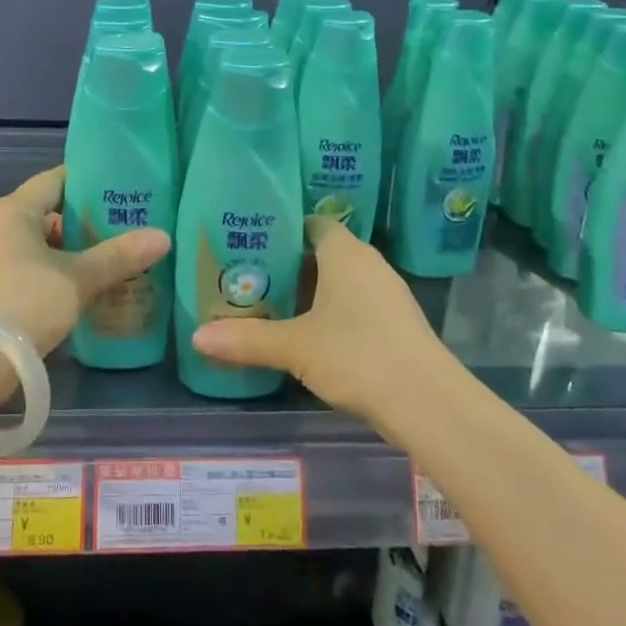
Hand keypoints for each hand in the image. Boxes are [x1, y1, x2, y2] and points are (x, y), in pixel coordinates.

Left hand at [0, 165, 171, 362]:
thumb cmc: (24, 302)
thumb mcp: (78, 279)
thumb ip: (119, 256)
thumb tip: (163, 236)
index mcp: (12, 210)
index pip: (55, 180)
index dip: (89, 182)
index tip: (122, 189)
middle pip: (47, 213)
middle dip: (85, 221)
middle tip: (126, 227)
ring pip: (38, 244)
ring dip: (71, 251)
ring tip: (112, 259)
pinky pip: (28, 268)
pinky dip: (55, 272)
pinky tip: (83, 288)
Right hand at [190, 216, 445, 429]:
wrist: (428, 403)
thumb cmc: (357, 355)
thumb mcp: (295, 347)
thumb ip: (246, 340)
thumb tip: (196, 337)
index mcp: (344, 252)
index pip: (312, 223)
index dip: (283, 229)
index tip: (251, 242)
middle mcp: (368, 263)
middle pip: (323, 252)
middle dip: (289, 264)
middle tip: (250, 276)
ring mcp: (387, 293)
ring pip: (340, 280)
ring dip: (311, 290)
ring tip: (271, 304)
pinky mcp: (396, 322)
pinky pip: (355, 302)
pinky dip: (332, 311)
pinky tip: (309, 334)